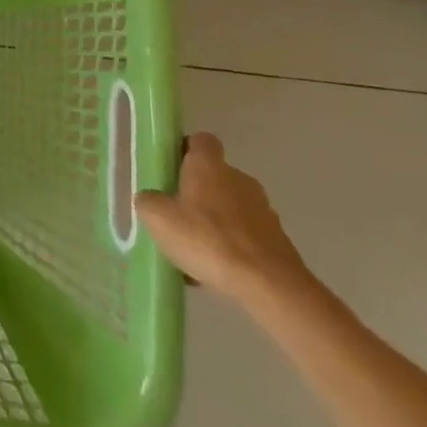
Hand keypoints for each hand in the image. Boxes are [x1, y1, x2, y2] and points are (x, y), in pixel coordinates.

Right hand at [135, 133, 310, 307]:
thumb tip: (150, 199)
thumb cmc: (207, 239)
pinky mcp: (278, 241)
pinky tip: (214, 269)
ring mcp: (263, 210)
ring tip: (194, 249)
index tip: (170, 168)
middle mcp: (239, 179)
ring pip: (230, 208)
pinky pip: (245, 236)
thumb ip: (148, 201)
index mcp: (209, 165)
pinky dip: (231, 246)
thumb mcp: (158, 218)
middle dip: (196, 192)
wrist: (268, 286)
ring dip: (214, 221)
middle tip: (175, 214)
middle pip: (214, 176)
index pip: (200, 140)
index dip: (185, 149)